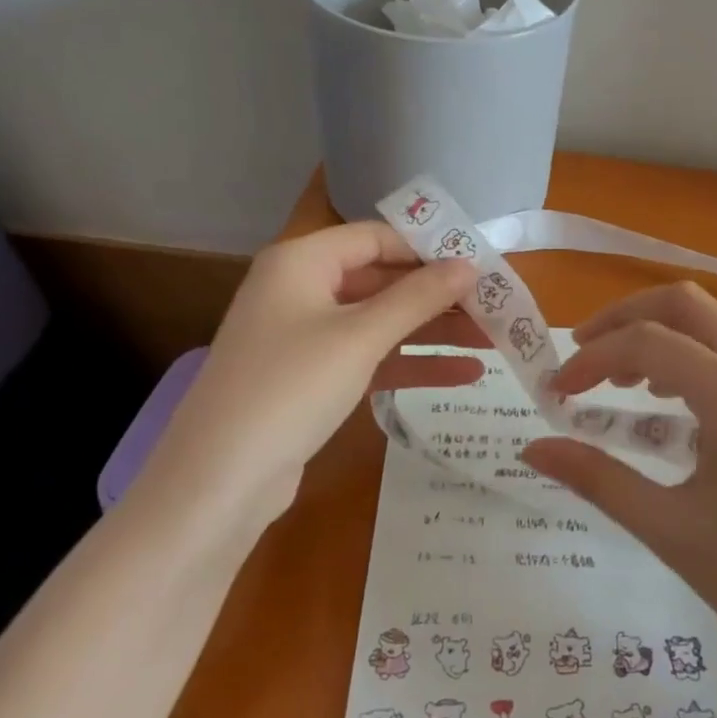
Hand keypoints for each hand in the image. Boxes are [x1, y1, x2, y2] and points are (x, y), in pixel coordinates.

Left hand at [139, 223, 485, 523]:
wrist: (220, 479)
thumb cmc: (290, 387)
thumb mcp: (360, 336)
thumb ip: (417, 297)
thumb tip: (469, 265)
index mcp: (301, 261)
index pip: (376, 237)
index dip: (429, 248)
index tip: (481, 263)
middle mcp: (301, 289)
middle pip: (382, 280)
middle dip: (438, 296)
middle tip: (496, 307)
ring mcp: (306, 336)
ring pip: (381, 322)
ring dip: (433, 331)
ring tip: (493, 341)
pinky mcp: (314, 378)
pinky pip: (371, 358)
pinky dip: (411, 363)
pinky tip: (464, 375)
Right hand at [521, 282, 716, 698]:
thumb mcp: (673, 532)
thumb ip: (599, 479)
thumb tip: (532, 449)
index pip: (647, 343)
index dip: (591, 358)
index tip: (556, 391)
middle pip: (686, 304)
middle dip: (624, 318)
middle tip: (582, 355)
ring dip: (663, 337)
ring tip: (624, 384)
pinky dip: (698, 361)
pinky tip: (680, 411)